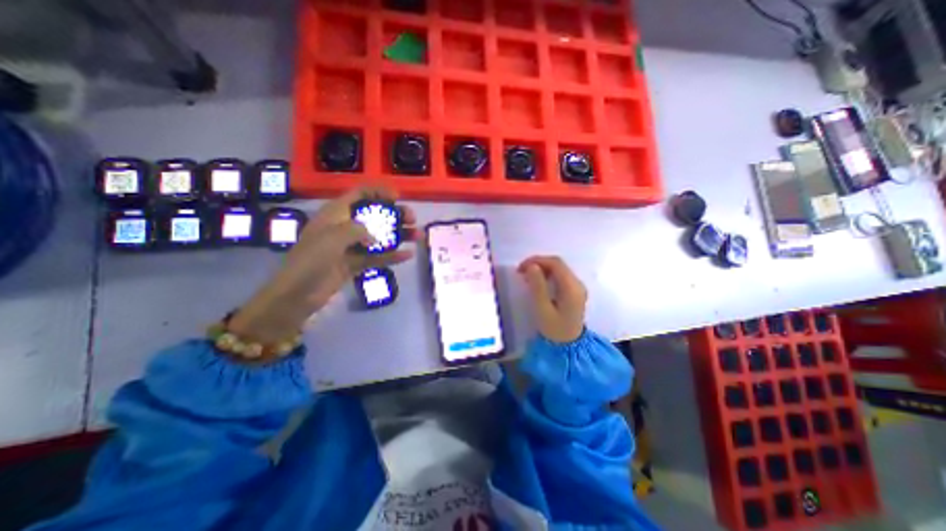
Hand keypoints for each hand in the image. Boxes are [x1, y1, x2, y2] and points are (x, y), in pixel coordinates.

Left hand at [227, 185, 413, 343]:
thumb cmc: (312, 259)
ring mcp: (352, 246)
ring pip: (380, 236)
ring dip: (399, 235)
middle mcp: (346, 227)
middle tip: (412, 219)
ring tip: (417, 236)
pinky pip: (378, 257)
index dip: (378, 192)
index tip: (397, 197)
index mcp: (336, 214)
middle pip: (375, 215)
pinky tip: (408, 255)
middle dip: (395, 215)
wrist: (298, 294)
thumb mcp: (334, 236)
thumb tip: (376, 237)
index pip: (359, 195)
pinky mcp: (356, 263)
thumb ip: (358, 229)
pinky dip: (393, 256)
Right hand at [516, 255, 583, 344]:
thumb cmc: (554, 330)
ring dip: (542, 268)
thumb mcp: (543, 310)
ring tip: (527, 276)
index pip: (555, 263)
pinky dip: (548, 274)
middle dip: (539, 263)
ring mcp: (578, 287)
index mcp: (571, 288)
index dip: (537, 260)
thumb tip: (532, 266)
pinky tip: (538, 281)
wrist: (570, 346)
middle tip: (522, 271)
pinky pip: (561, 276)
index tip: (521, 267)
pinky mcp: (575, 291)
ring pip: (559, 268)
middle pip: (558, 264)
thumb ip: (538, 287)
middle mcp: (578, 284)